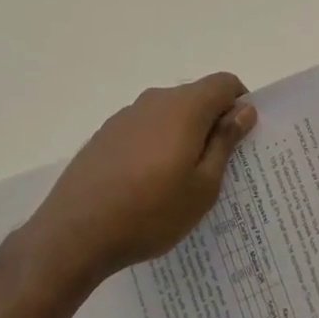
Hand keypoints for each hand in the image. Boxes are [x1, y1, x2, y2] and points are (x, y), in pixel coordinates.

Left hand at [25, 73, 255, 286]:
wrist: (74, 234)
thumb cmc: (150, 212)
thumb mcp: (202, 186)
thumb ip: (225, 142)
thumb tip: (244, 109)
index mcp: (185, 107)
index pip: (224, 83)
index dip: (240, 104)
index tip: (241, 139)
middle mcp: (155, 100)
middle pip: (196, 97)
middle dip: (212, 122)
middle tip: (217, 168)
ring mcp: (126, 116)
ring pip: (169, 114)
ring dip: (183, 135)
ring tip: (180, 182)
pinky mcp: (106, 134)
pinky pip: (145, 128)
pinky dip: (157, 144)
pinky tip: (147, 185)